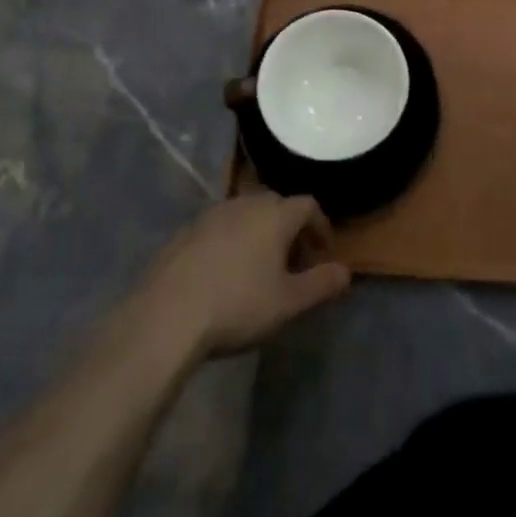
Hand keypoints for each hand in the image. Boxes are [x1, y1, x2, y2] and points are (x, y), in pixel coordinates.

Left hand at [135, 192, 351, 358]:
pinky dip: (234, 241)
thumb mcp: (288, 303)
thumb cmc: (238, 304)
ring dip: (261, 233)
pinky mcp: (188, 229)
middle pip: (278, 205)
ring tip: (261, 268)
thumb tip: (346, 272)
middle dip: (291, 229)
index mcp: (275, 214)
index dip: (320, 227)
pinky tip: (226, 273)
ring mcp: (214, 213)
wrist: (169, 313)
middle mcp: (247, 202)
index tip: (322, 254)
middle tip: (294, 263)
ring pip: (248, 214)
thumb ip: (321, 284)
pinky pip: (222, 227)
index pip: (309, 205)